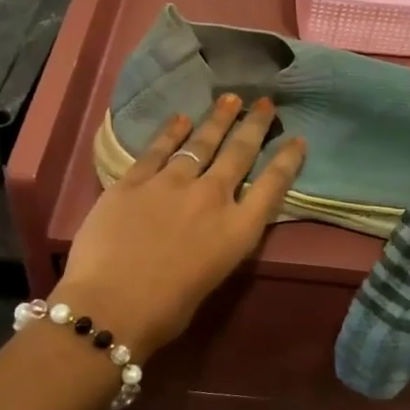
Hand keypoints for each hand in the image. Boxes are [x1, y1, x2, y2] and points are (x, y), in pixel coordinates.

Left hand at [56, 95, 305, 355]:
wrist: (112, 306)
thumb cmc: (167, 310)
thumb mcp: (214, 275)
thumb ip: (219, 241)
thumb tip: (211, 224)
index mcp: (237, 230)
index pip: (272, 186)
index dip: (288, 160)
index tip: (298, 139)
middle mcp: (211, 198)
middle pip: (239, 153)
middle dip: (254, 126)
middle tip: (265, 103)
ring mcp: (171, 184)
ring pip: (200, 143)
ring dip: (217, 119)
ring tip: (230, 99)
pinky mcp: (133, 181)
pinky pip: (157, 150)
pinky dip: (170, 132)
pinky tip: (180, 119)